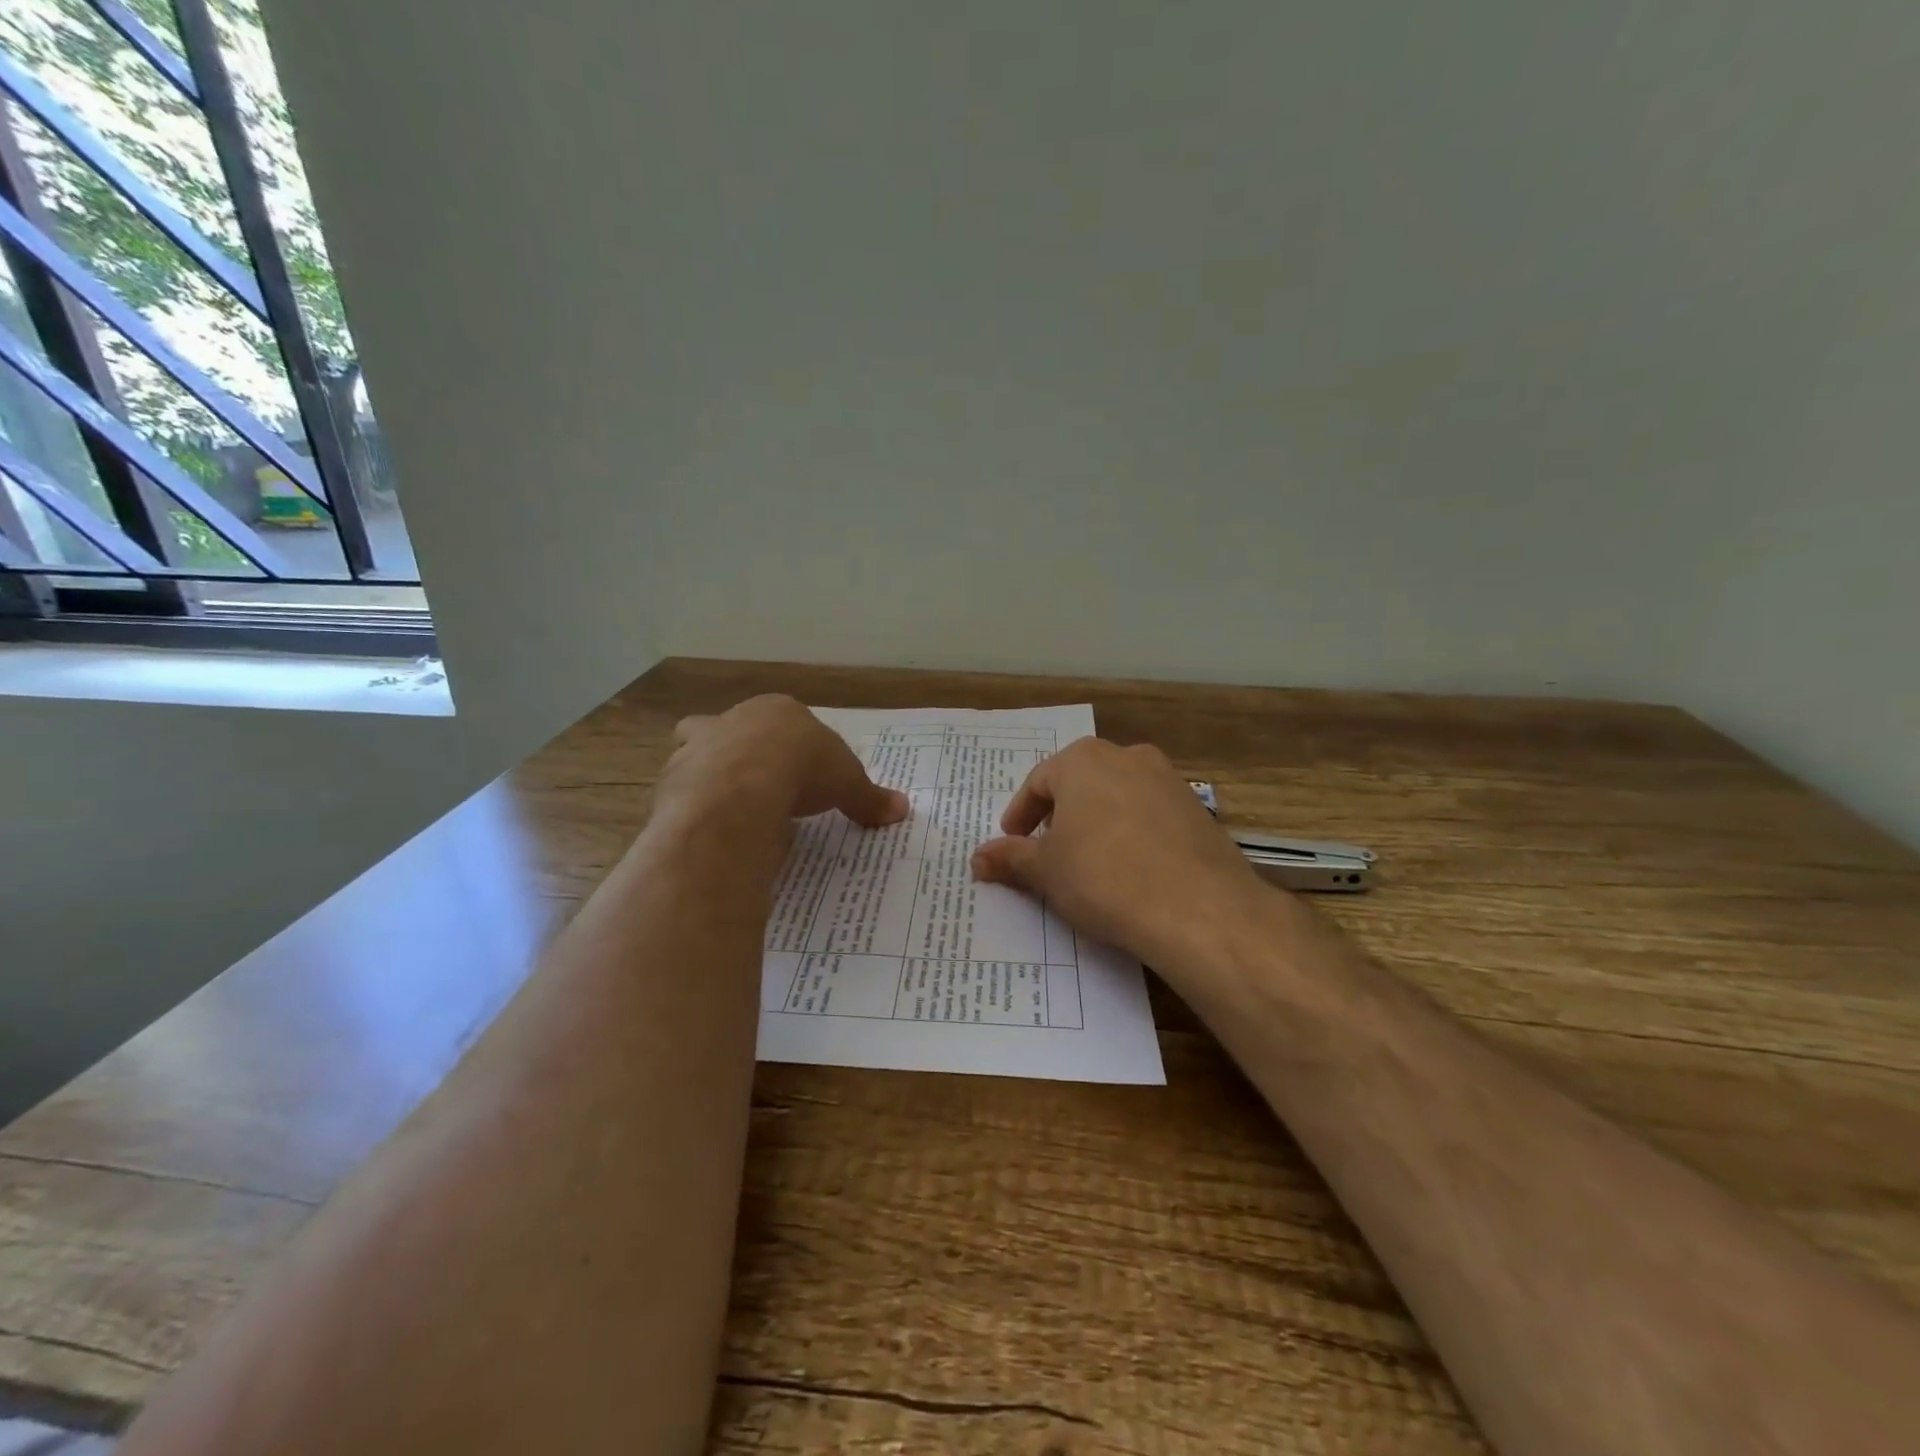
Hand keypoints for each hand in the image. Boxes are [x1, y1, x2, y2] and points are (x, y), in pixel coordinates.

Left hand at [661, 695, 908, 826]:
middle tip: (752, 783)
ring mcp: (695, 750)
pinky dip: (693, 811)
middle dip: (734, 750)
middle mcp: (729, 722)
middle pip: (726, 728)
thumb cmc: (803, 768)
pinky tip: (711, 832)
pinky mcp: (672, 783)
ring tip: (729, 811)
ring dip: (707, 778)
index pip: (780, 721)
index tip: (798, 770)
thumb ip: (869, 797)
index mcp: (774, 712)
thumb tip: (902, 809)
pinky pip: (681, 795)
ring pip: (693, 756)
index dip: (788, 744)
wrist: (743, 787)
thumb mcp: (847, 783)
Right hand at [970, 738, 1270, 972]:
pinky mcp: (1198, 810)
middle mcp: (1127, 757)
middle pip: (1080, 783)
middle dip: (1060, 815)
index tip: (1012, 841)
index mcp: (1083, 760)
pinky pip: (1151, 816)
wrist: (1199, 909)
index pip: (1039, 781)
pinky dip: (1133, 835)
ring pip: (1118, 796)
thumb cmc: (1104, 878)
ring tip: (1089, 862)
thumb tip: (977, 857)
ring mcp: (1169, 781)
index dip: (1020, 814)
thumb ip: (1010, 858)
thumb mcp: (1046, 871)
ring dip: (1097, 823)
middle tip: (1047, 850)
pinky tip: (1132, 870)